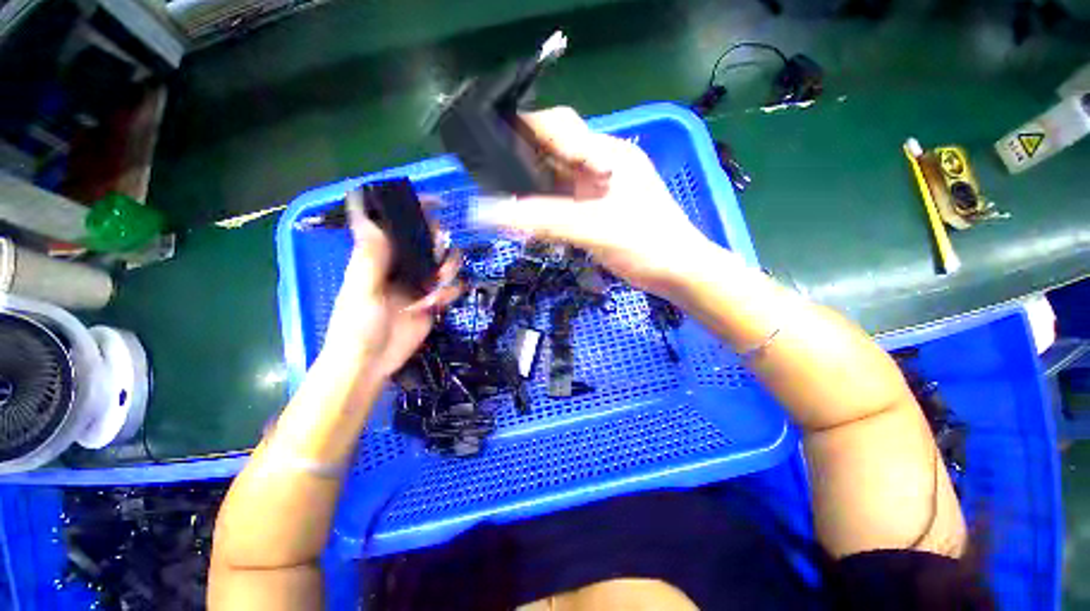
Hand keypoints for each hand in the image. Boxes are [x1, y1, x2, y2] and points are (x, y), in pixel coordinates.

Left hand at [320, 197, 460, 379]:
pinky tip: (440, 303)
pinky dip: (451, 292)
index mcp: (377, 257)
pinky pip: (450, 289)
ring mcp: (418, 284)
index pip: (394, 224)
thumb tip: (374, 219)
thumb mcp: (361, 290)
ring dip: (447, 269)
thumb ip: (371, 257)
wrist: (370, 363)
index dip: (412, 209)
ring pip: (442, 263)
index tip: (435, 202)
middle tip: (439, 251)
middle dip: (437, 242)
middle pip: (426, 241)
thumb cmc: (356, 325)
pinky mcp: (431, 302)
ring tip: (439, 285)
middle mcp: (400, 266)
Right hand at [474, 107, 716, 295]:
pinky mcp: (597, 208)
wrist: (677, 272)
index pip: (557, 126)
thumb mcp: (594, 229)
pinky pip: (563, 199)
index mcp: (607, 155)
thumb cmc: (645, 245)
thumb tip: (492, 212)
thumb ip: (544, 219)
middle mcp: (601, 164)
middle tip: (486, 173)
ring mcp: (599, 187)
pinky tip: (526, 216)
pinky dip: (543, 206)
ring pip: (556, 177)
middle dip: (520, 159)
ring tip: (499, 195)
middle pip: (553, 151)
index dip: (521, 127)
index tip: (484, 138)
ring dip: (530, 186)